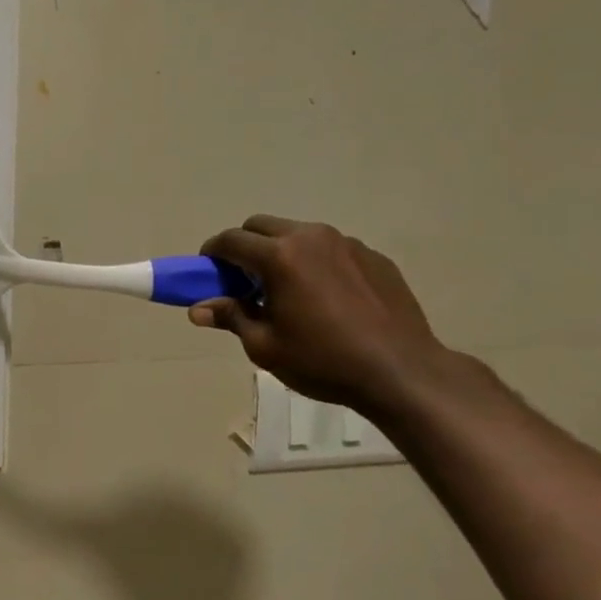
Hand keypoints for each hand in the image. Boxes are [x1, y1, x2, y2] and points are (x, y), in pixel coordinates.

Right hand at [192, 217, 457, 421]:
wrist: (403, 373)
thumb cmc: (324, 361)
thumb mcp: (265, 346)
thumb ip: (230, 317)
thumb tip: (197, 309)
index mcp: (280, 256)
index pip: (231, 240)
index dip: (212, 253)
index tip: (207, 271)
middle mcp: (311, 237)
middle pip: (261, 226)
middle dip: (245, 246)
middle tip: (244, 280)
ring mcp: (346, 243)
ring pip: (298, 234)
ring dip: (281, 252)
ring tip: (288, 290)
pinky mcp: (373, 256)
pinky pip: (331, 249)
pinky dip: (316, 263)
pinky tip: (327, 298)